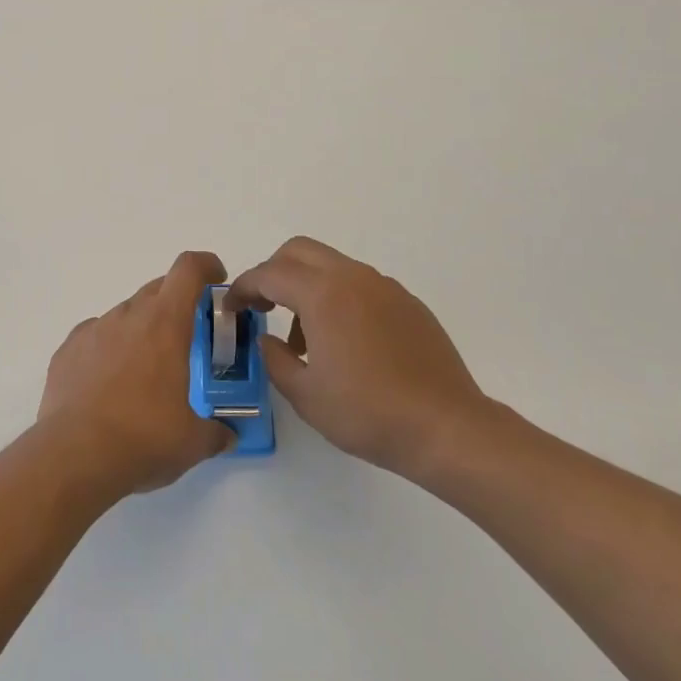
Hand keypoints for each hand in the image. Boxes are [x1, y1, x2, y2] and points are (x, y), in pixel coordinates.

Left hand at [37, 251, 235, 500]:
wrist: (73, 457)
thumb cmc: (143, 439)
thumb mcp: (193, 442)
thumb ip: (216, 430)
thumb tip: (226, 433)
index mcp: (165, 323)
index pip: (188, 269)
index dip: (206, 265)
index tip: (216, 281)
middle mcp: (128, 315)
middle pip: (157, 289)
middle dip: (176, 305)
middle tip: (186, 341)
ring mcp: (94, 329)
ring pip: (126, 314)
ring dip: (141, 330)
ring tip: (144, 372)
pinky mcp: (67, 349)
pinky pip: (96, 336)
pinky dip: (109, 349)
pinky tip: (108, 384)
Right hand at [228, 237, 495, 481]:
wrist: (447, 428)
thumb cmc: (369, 414)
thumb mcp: (306, 395)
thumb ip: (275, 359)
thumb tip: (266, 339)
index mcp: (323, 294)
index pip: (269, 274)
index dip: (243, 287)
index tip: (232, 308)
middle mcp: (353, 278)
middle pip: (299, 251)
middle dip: (273, 272)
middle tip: (263, 307)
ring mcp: (384, 287)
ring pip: (331, 266)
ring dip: (307, 287)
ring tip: (305, 340)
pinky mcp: (407, 302)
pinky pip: (360, 285)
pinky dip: (338, 298)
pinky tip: (346, 344)